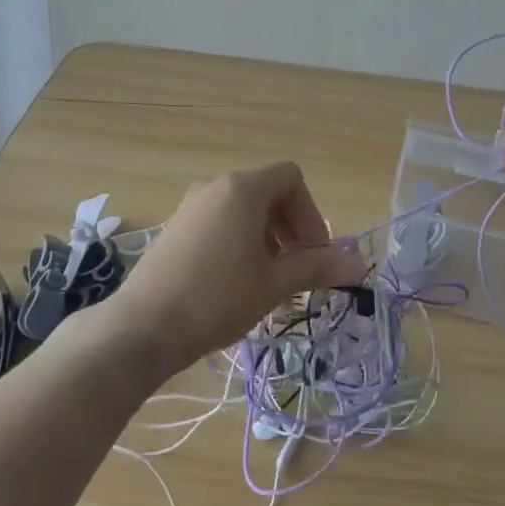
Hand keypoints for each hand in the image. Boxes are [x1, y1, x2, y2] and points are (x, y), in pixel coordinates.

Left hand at [108, 162, 364, 369]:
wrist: (144, 327)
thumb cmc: (218, 298)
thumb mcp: (274, 283)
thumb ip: (317, 267)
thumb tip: (359, 265)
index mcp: (242, 189)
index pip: (291, 179)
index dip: (311, 214)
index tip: (314, 254)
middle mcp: (214, 187)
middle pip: (268, 193)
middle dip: (292, 229)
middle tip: (299, 271)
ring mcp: (190, 206)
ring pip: (243, 211)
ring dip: (268, 239)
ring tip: (271, 282)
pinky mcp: (175, 228)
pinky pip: (220, 223)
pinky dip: (240, 242)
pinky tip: (239, 283)